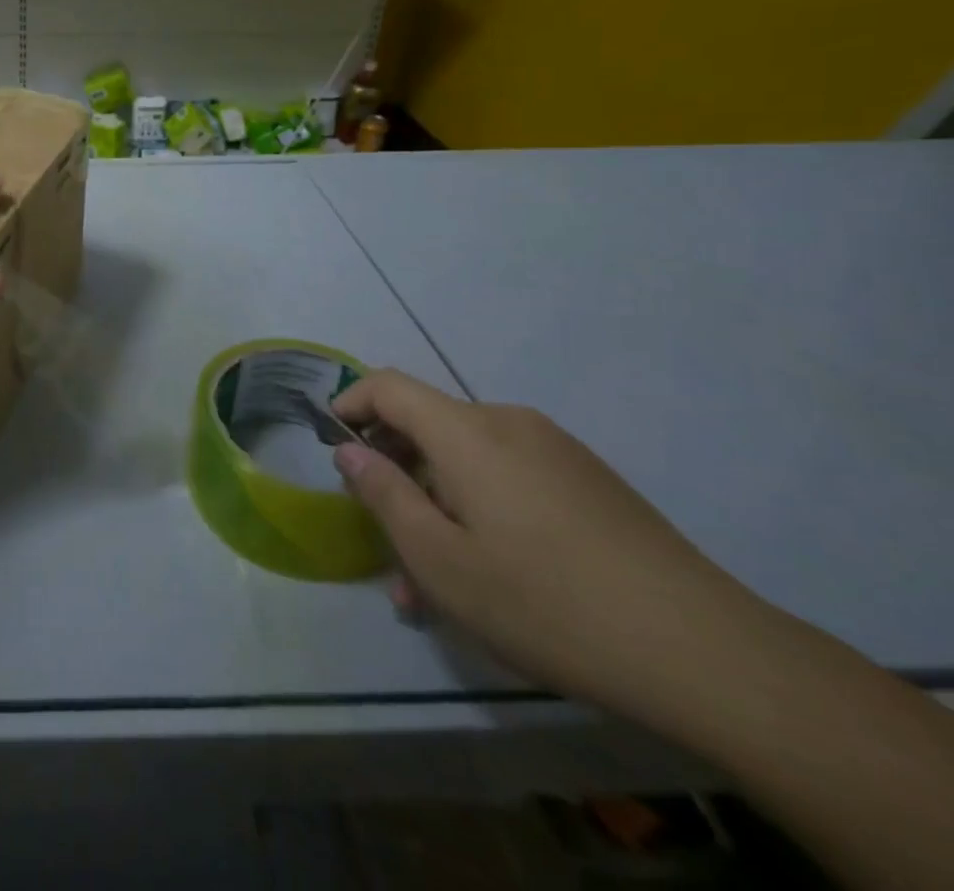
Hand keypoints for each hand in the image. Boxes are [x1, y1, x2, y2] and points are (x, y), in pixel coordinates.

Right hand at [332, 370, 765, 727]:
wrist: (710, 656)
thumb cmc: (548, 603)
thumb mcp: (441, 560)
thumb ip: (383, 494)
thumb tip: (350, 450)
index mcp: (468, 432)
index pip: (388, 385)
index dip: (350, 403)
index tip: (332, 446)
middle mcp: (510, 424)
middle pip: (428, 427)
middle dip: (395, 475)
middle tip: (384, 543)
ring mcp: (557, 452)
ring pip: (469, 462)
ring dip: (437, 505)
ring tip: (434, 584)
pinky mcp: (591, 483)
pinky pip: (511, 478)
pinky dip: (481, 510)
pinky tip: (491, 575)